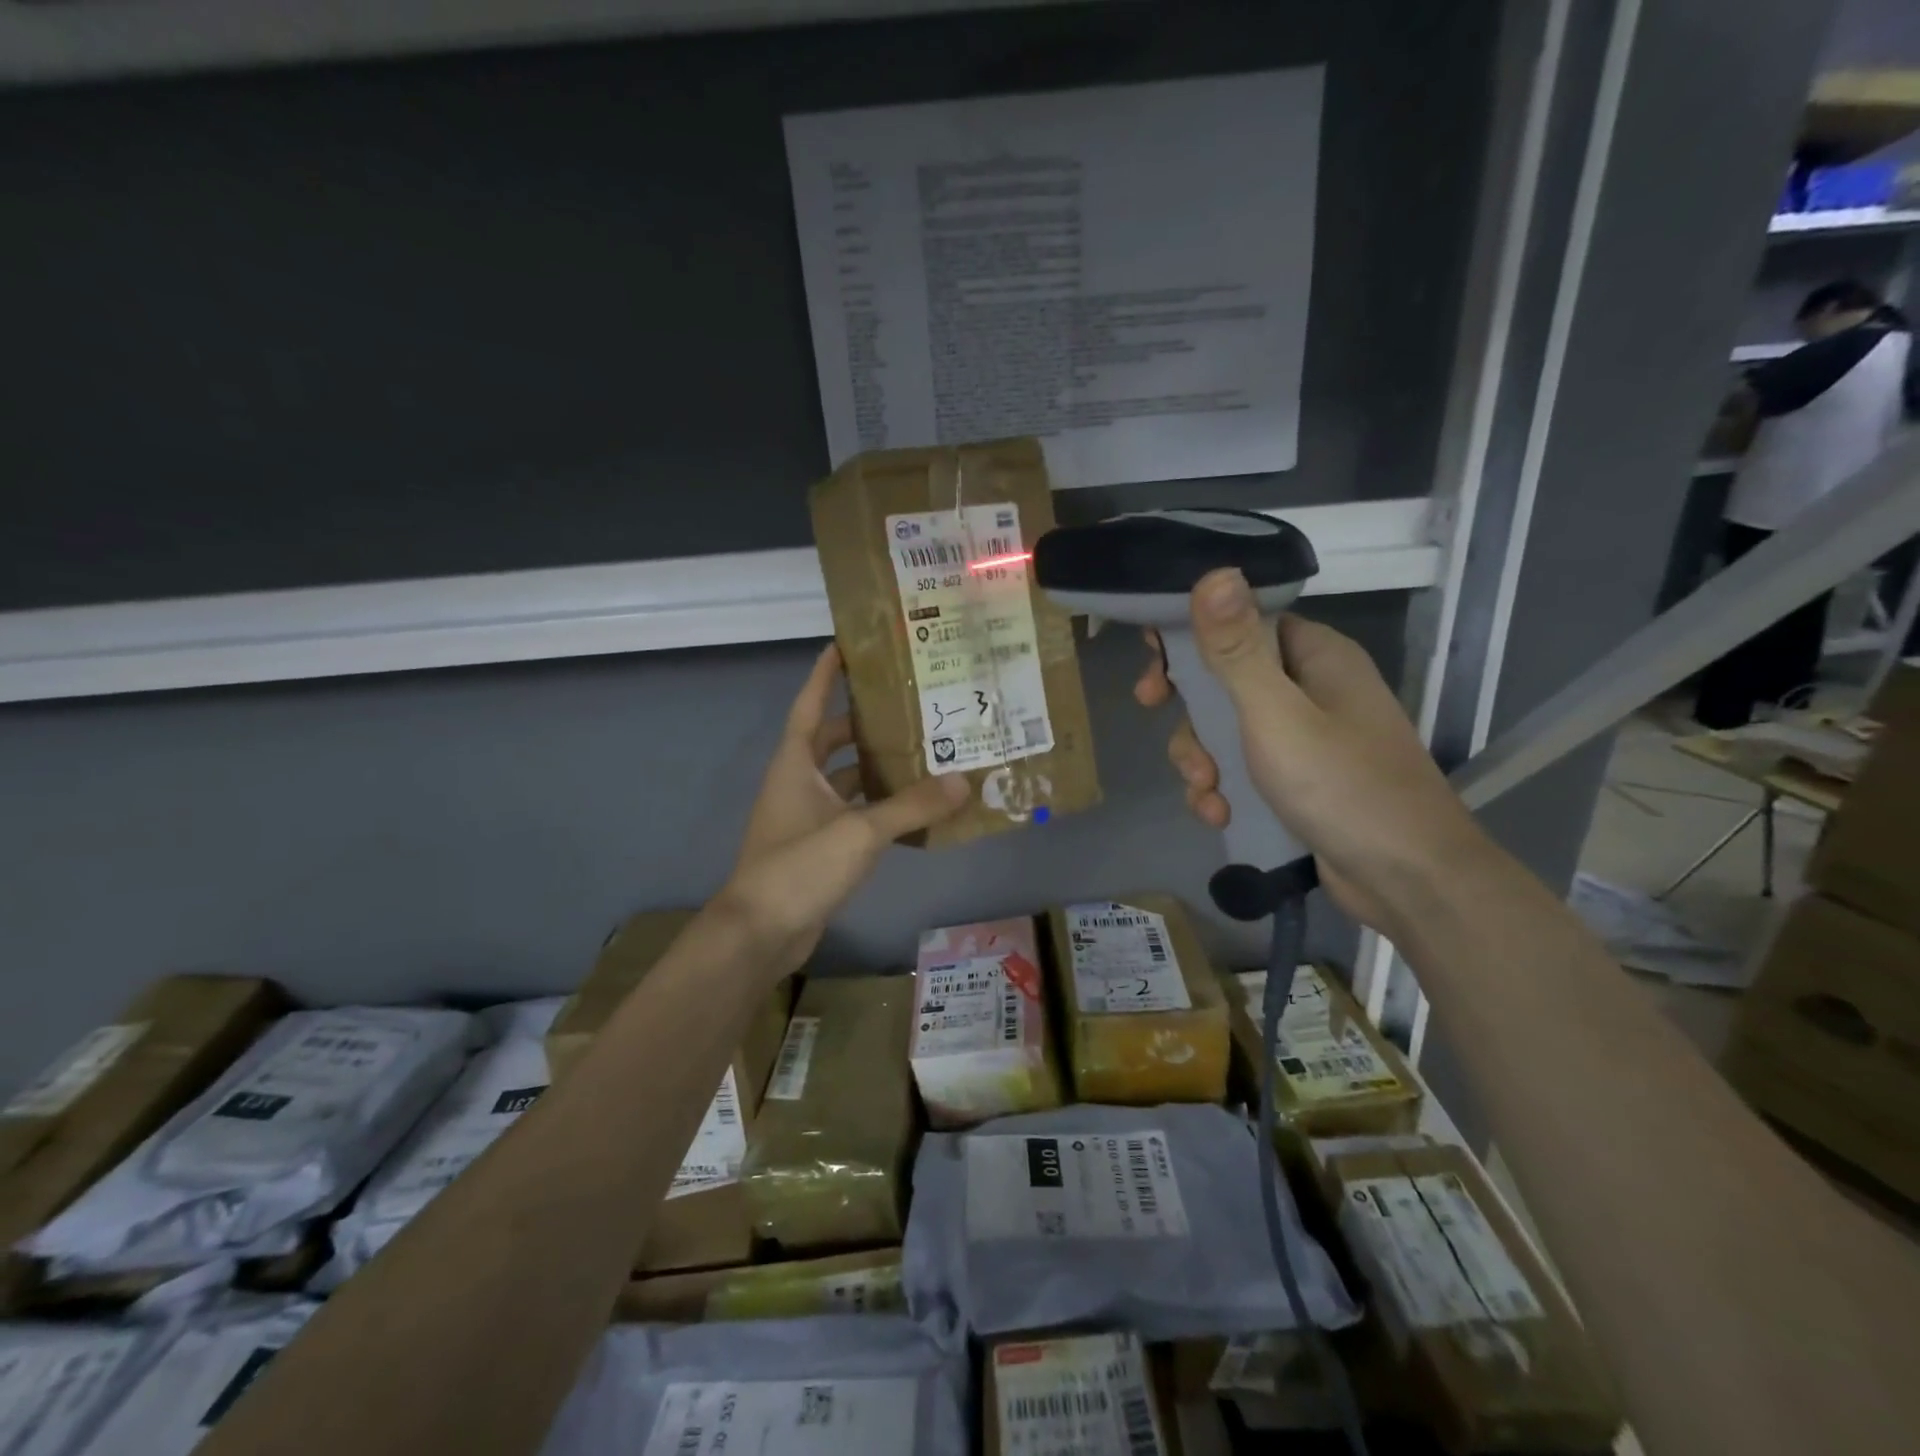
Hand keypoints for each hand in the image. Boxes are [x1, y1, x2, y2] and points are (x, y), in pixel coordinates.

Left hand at [718, 644, 966, 975]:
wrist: (760, 934)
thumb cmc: (799, 867)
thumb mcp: (859, 831)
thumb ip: (911, 806)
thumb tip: (963, 781)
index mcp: (795, 765)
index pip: (810, 706)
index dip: (825, 675)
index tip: (845, 645)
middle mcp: (798, 784)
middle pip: (831, 741)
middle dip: (864, 723)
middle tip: (908, 706)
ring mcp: (806, 818)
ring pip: (845, 781)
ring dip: (875, 768)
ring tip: (922, 752)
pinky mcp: (817, 848)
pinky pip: (852, 815)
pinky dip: (878, 808)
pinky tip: (913, 808)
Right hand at [1136, 569, 1486, 932]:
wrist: (1407, 881)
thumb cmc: (1342, 786)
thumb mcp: (1276, 715)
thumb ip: (1237, 650)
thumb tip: (1215, 573)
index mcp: (1315, 657)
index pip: (1243, 622)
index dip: (1193, 636)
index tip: (1153, 662)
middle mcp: (1311, 689)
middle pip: (1226, 678)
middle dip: (1190, 710)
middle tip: (1155, 715)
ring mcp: (1306, 738)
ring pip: (1227, 730)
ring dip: (1202, 758)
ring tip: (1205, 791)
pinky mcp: (1298, 782)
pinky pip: (1243, 770)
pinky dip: (1224, 788)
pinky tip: (1219, 814)